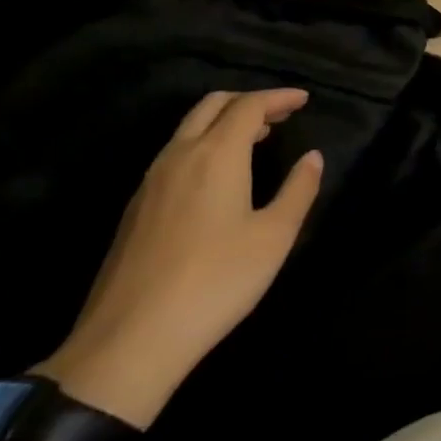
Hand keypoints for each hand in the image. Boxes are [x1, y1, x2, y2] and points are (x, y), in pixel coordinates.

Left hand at [37, 89, 322, 426]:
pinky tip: (218, 177)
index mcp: (216, 155)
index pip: (248, 106)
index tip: (304, 100)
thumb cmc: (216, 282)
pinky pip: (173, 155)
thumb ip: (298, 190)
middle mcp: (178, 157)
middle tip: (280, 114)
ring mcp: (150, 184)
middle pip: (211, 106)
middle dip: (248, 101)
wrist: (129, 343)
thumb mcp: (274, 236)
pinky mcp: (135, 210)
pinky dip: (203, 146)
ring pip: (187, 130)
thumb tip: (311, 158)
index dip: (279, 97)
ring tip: (255, 140)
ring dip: (223, 123)